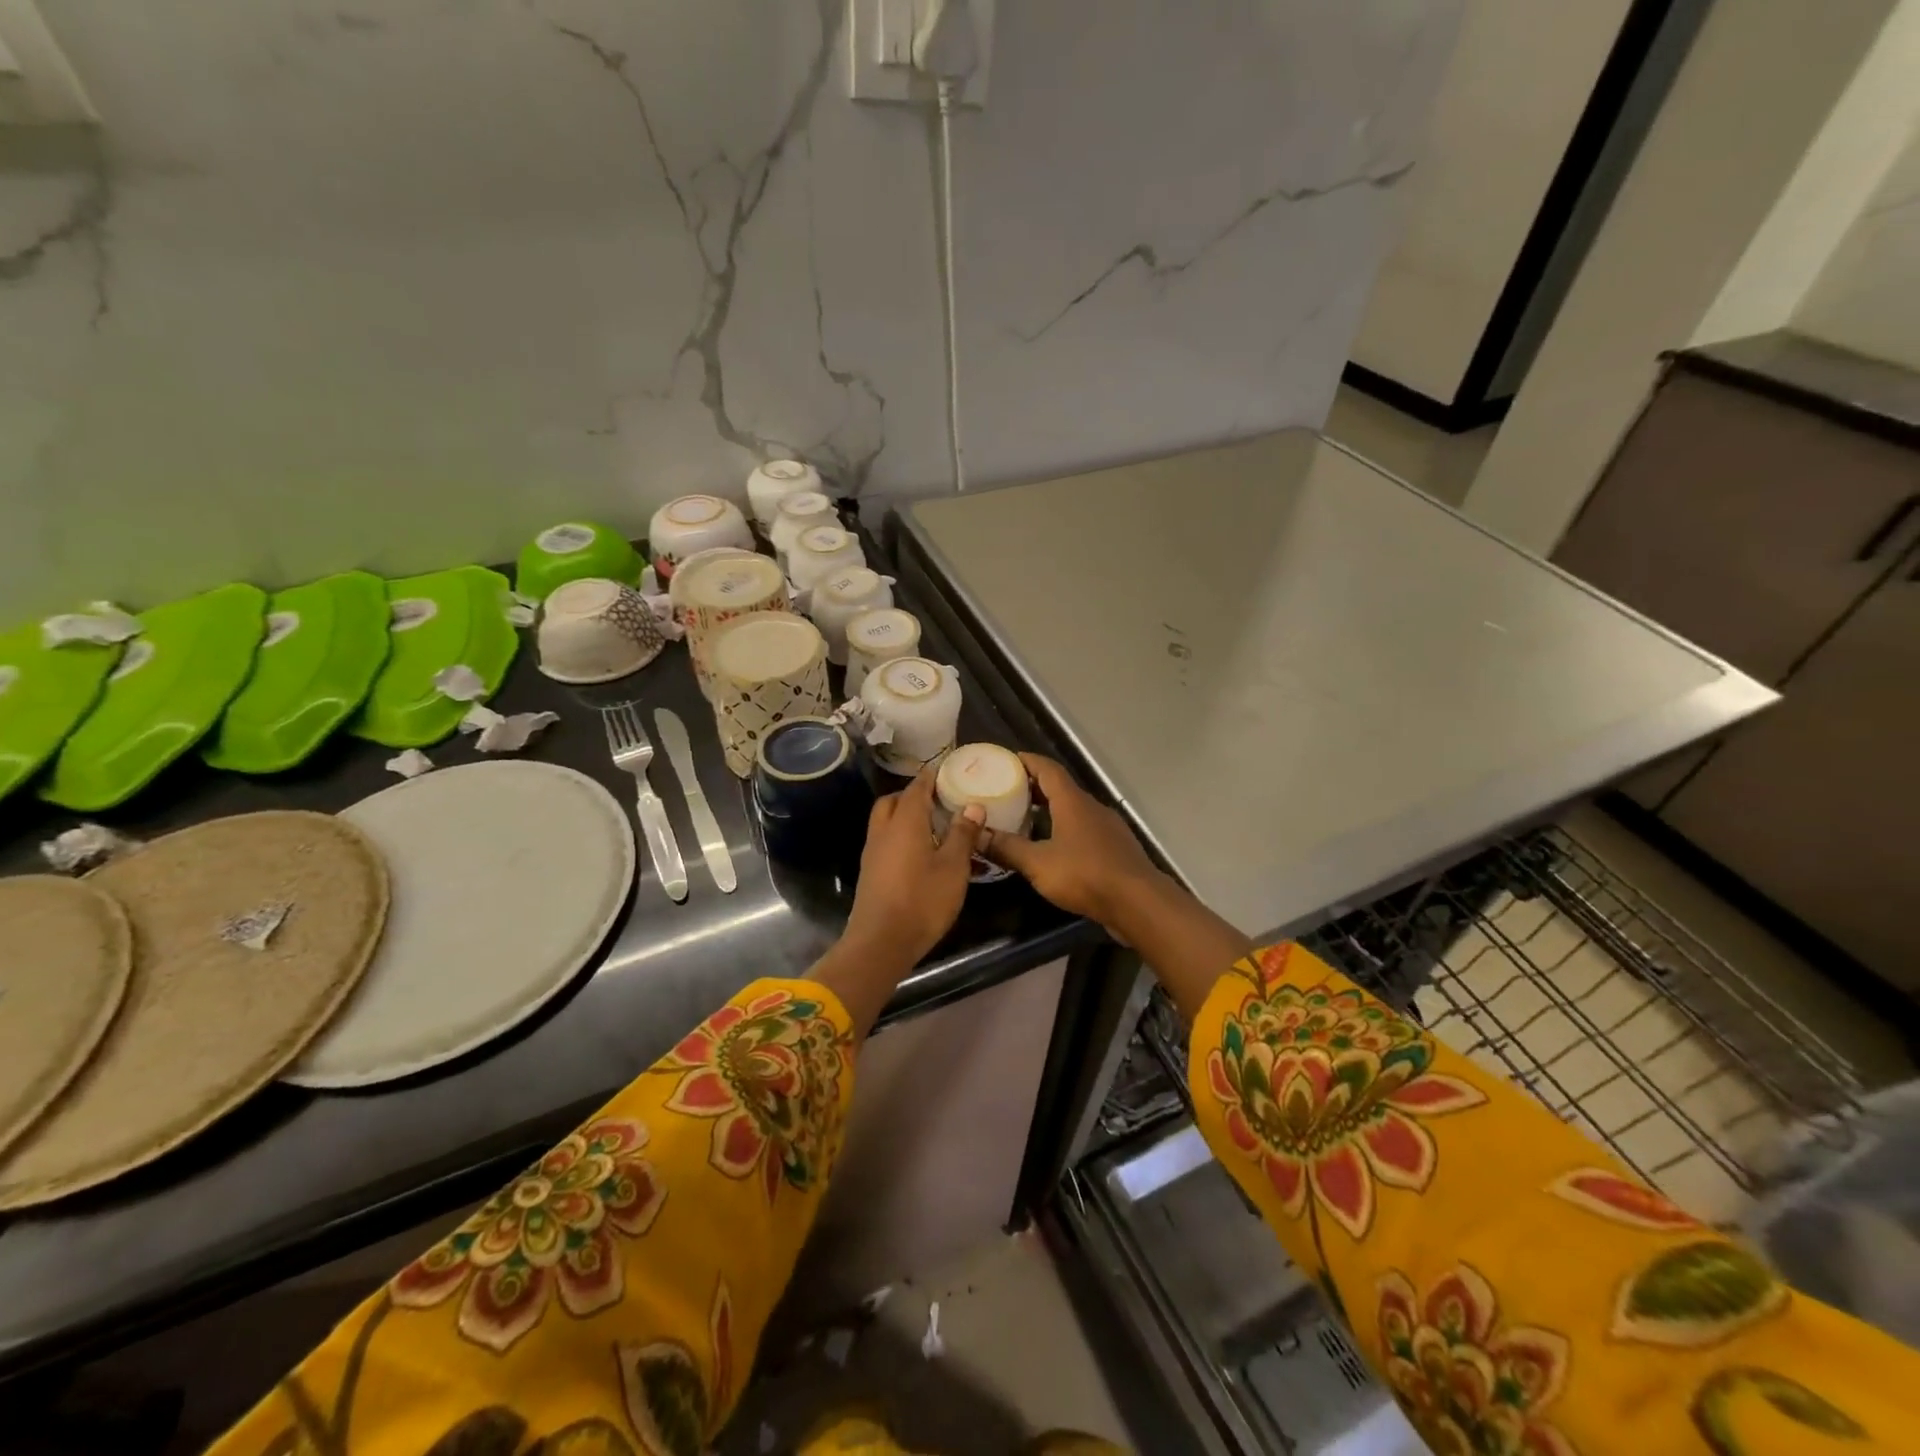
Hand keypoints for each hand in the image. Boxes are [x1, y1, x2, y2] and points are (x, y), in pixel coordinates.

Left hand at [843, 770, 985, 973]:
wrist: (881, 942)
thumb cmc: (922, 901)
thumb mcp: (953, 868)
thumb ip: (962, 835)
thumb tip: (973, 805)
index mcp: (905, 822)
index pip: (917, 788)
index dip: (931, 777)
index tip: (945, 770)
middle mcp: (884, 830)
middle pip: (894, 801)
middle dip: (913, 795)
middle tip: (938, 800)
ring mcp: (873, 852)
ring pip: (885, 820)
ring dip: (904, 815)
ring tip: (932, 825)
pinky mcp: (870, 871)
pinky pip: (884, 840)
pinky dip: (899, 835)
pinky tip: (918, 852)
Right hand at [979, 754, 1165, 932]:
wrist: (1138, 902)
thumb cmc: (1086, 875)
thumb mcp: (1038, 863)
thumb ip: (1006, 848)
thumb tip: (975, 835)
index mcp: (1072, 802)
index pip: (1047, 769)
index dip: (1027, 761)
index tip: (1006, 760)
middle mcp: (1091, 807)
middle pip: (1060, 787)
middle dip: (1034, 786)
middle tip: (1007, 791)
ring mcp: (1107, 827)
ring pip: (1073, 809)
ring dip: (1050, 809)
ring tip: (1025, 819)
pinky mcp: (1115, 848)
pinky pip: (1084, 828)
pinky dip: (1064, 828)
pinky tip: (1053, 847)